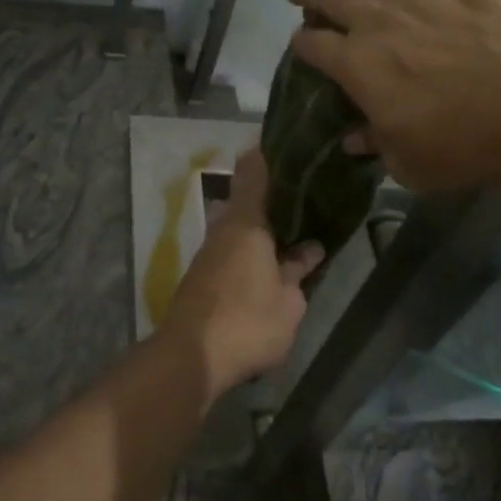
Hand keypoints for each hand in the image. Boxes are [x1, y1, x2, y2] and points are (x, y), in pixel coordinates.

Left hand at [160, 149, 322, 399]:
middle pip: (245, 199)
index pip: (252, 172)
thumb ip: (298, 271)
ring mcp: (208, 251)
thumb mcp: (288, 302)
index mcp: (246, 222)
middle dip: (271, 196)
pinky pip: (230, 247)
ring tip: (291, 228)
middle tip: (302, 194)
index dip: (266, 154)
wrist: (191, 356)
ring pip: (237, 225)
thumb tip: (310, 249)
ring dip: (260, 225)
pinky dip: (249, 246)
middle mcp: (223, 228)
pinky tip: (268, 260)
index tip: (286, 145)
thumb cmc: (248, 322)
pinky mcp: (201, 274)